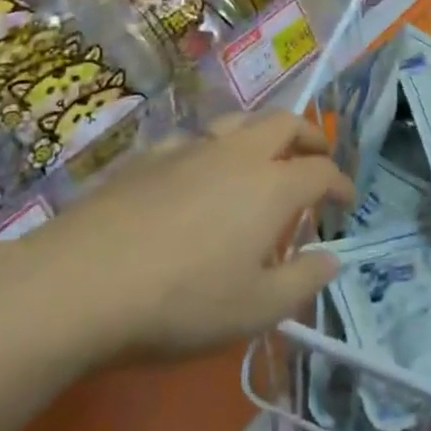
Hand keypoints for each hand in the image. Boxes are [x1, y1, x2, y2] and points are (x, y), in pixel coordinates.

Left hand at [39, 112, 353, 357]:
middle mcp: (236, 154)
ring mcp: (190, 148)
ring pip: (238, 120)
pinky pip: (194, 139)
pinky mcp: (149, 156)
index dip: (340, 183)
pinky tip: (199, 173)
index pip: (321, 171)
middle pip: (284, 124)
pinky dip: (213, 148)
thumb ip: (303, 280)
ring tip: (264, 156)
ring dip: (262, 132)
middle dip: (310, 136)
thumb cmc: (182, 302)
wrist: (84, 281)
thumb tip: (332, 258)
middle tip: (318, 157)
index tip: (347, 201)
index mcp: (271, 186)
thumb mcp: (256, 310)